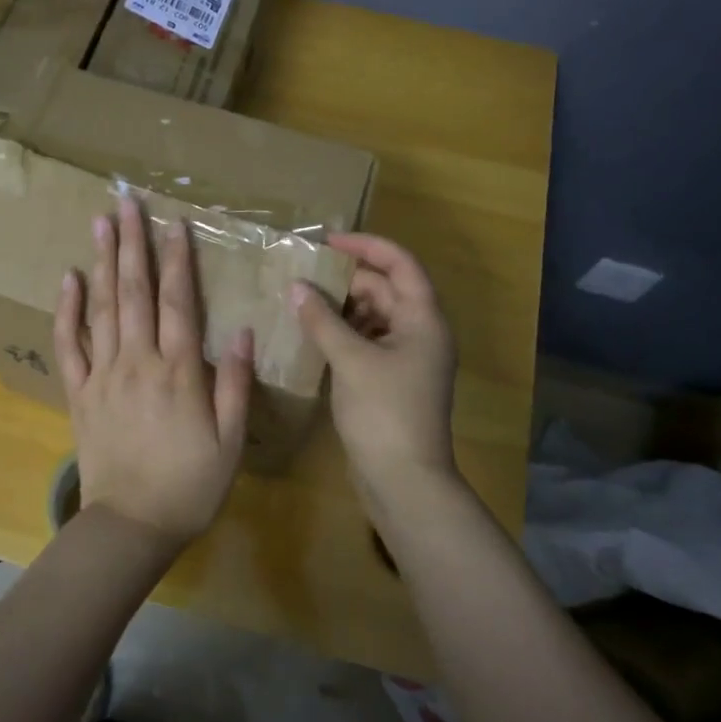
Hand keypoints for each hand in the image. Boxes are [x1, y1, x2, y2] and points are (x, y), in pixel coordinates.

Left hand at [54, 196, 253, 551]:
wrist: (131, 526)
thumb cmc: (190, 486)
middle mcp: (137, 362)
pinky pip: (68, 346)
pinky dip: (67, 311)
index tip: (174, 223)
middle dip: (133, 244)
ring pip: (102, 308)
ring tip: (100, 223)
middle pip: (135, 292)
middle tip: (127, 201)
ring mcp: (103, 375)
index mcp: (178, 372)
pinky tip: (69, 280)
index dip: (177, 260)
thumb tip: (240, 331)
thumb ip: (233, 384)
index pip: (178, 302)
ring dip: (103, 262)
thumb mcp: (230, 441)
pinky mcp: (79, 394)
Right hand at [292, 233, 458, 508]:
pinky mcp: (390, 380)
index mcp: (424, 319)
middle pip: (384, 289)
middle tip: (301, 274)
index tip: (326, 241)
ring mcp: (406, 358)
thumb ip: (322, 320)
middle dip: (345, 279)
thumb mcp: (351, 360)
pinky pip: (366, 342)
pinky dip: (342, 334)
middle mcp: (420, 332)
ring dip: (340, 307)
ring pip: (373, 316)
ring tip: (300, 300)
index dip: (366, 245)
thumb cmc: (384, 412)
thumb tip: (296, 287)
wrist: (404, 480)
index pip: (400, 264)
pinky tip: (311, 334)